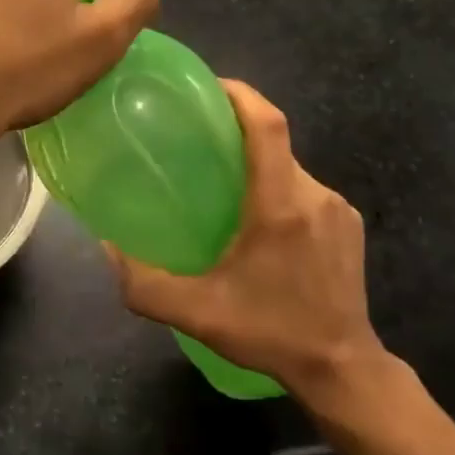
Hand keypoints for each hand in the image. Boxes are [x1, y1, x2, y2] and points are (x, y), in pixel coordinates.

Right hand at [107, 80, 389, 410]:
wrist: (345, 370)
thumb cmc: (271, 332)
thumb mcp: (197, 313)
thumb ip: (144, 283)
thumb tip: (106, 248)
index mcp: (280, 205)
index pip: (267, 125)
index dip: (240, 95)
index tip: (209, 85)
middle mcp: (314, 196)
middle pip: (275, 142)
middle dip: (239, 131)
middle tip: (199, 140)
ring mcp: (337, 210)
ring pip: (290, 167)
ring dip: (258, 165)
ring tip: (223, 182)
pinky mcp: (348, 226)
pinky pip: (306, 190)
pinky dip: (279, 188)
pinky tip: (258, 220)